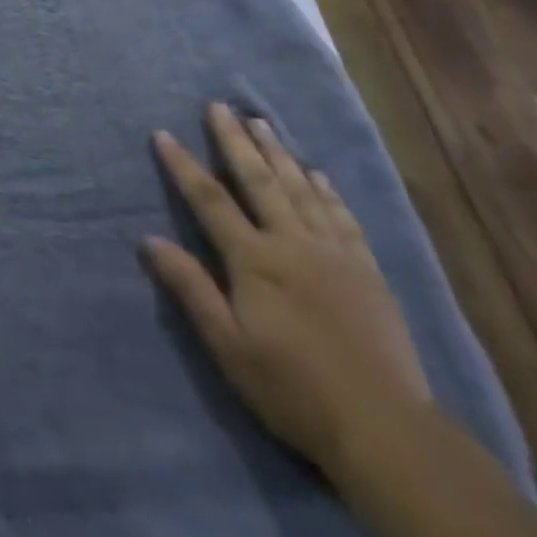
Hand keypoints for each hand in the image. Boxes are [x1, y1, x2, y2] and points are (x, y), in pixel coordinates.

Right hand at [143, 102, 432, 475]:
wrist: (387, 431)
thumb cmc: (293, 388)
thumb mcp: (228, 345)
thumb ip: (190, 287)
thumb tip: (149, 238)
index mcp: (255, 260)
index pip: (210, 200)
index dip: (183, 165)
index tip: (163, 133)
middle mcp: (293, 243)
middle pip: (259, 180)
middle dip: (235, 140)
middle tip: (220, 105)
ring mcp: (335, 254)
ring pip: (301, 189)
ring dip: (278, 153)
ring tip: (261, 122)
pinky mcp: (368, 271)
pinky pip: (343, 217)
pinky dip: (327, 191)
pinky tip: (318, 173)